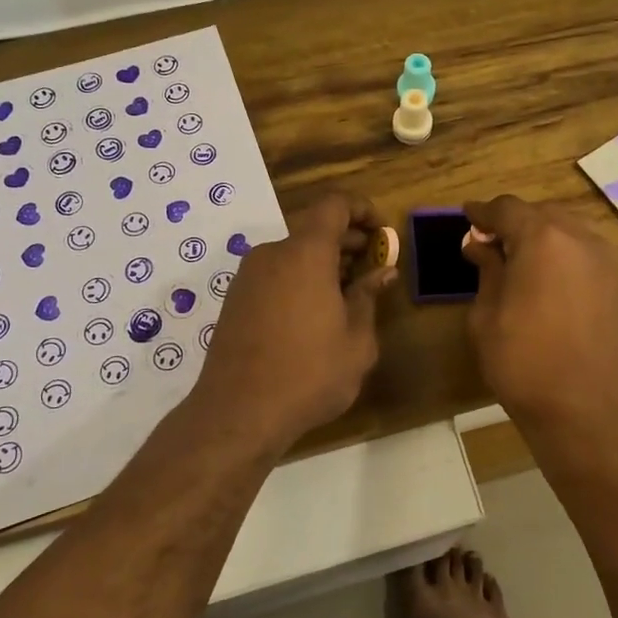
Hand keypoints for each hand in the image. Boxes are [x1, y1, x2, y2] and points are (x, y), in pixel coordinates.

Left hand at [194, 192, 396, 446]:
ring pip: (293, 254)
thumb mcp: (356, 340)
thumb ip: (368, 297)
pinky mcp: (235, 300)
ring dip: (323, 263)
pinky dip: (299, 279)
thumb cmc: (309, 374)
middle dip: (347, 241)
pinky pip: (275, 274)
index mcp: (306, 253)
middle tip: (372, 265)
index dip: (361, 209)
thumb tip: (383, 272)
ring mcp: (248, 277)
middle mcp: (272, 254)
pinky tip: (315, 314)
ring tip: (347, 294)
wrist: (238, 412)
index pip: (334, 205)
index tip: (381, 231)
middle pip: (313, 230)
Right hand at [462, 195, 617, 428]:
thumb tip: (479, 245)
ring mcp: (607, 261)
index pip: (507, 209)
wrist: (585, 410)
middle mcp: (580, 238)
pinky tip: (550, 282)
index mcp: (542, 239)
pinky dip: (565, 257)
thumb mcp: (486, 315)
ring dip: (542, 238)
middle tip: (490, 244)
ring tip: (520, 263)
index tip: (466, 216)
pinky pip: (587, 255)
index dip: (483, 212)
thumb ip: (486, 269)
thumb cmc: (523, 361)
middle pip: (542, 214)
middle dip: (514, 223)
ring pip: (568, 232)